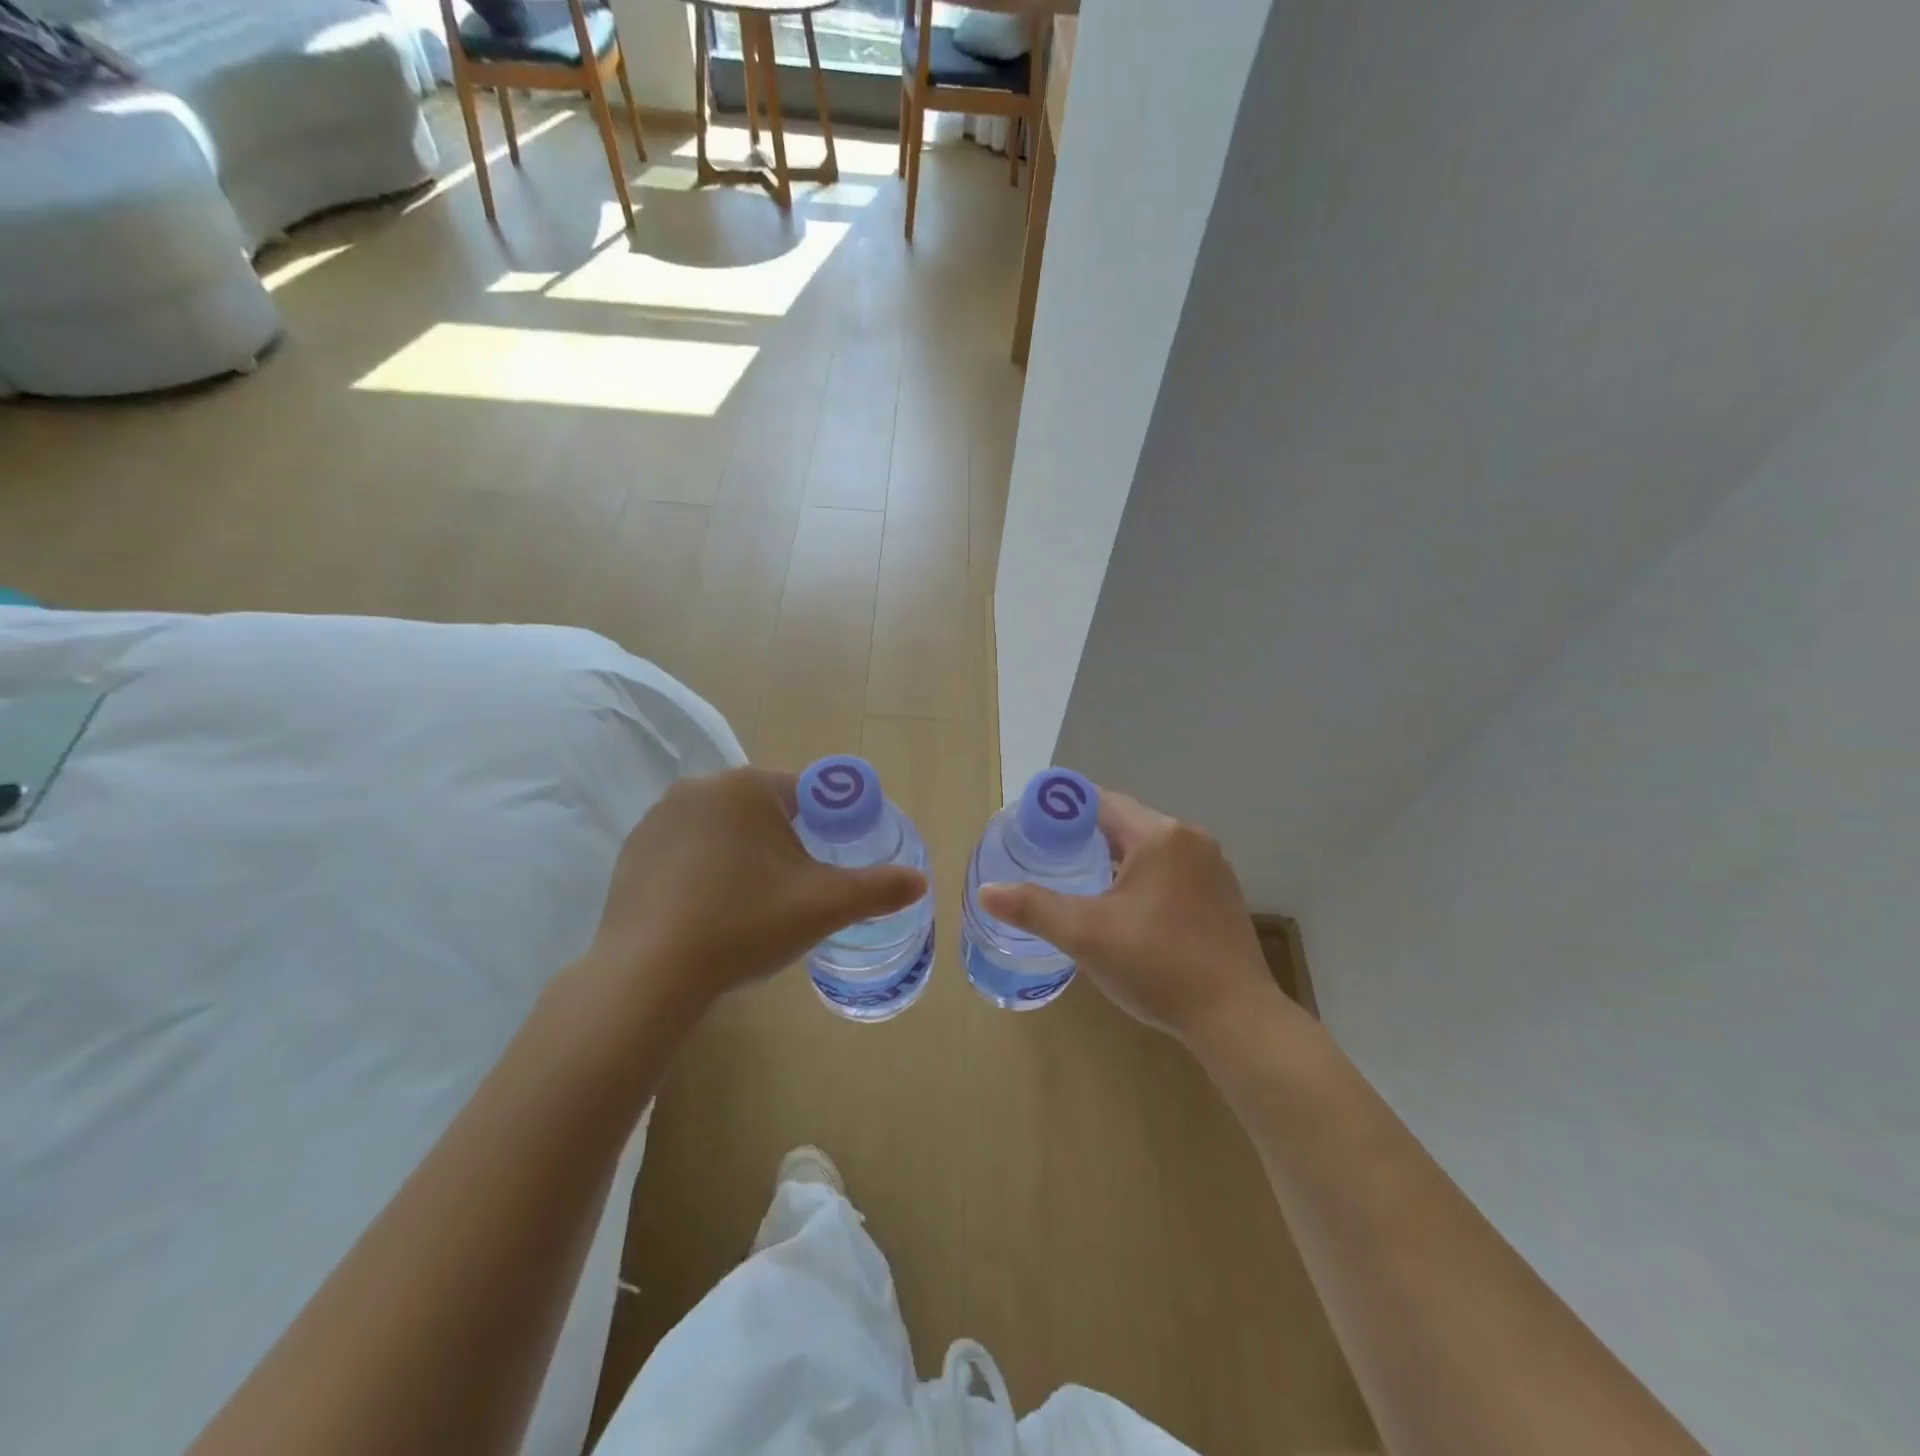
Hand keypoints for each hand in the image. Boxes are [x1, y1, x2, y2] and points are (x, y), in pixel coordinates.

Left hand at [585, 768, 925, 1018]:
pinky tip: (705, 913)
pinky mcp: (632, 852)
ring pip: (722, 830)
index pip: (803, 793)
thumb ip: (878, 888)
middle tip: (790, 893)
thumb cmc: (746, 923)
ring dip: (741, 856)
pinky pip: (684, 851)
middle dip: (781, 844)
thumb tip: (921, 881)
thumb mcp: (825, 905)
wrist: (651, 973)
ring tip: (748, 907)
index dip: (823, 828)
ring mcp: (658, 819)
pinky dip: (702, 872)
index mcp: (747, 786)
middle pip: (761, 810)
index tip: (823, 868)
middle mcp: (699, 787)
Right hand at [978, 790, 1296, 1045]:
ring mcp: (1212, 866)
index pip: (1101, 802)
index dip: (1062, 812)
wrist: (1236, 1019)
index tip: (1032, 831)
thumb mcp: (1086, 935)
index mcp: (1159, 835)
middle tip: (1048, 861)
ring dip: (1114, 858)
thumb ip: (1034, 907)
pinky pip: (1170, 869)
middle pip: (1125, 822)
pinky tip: (1125, 909)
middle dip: (1085, 837)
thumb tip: (987, 891)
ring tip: (1080, 884)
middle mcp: (1190, 839)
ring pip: (1148, 847)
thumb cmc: (1157, 966)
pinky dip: (1142, 876)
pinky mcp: (1222, 893)